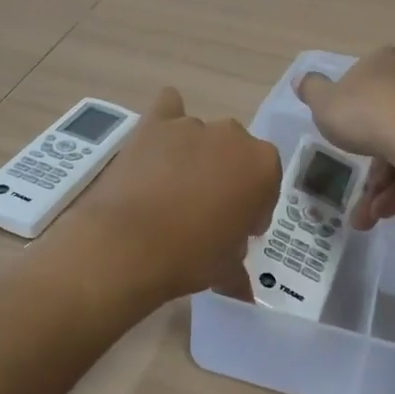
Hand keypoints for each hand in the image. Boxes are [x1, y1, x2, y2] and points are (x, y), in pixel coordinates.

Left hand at [69, 87, 280, 303]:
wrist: (127, 244)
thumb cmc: (189, 257)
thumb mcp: (225, 269)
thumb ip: (238, 267)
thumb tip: (241, 286)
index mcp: (262, 166)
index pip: (267, 183)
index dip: (254, 208)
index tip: (239, 230)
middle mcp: (232, 136)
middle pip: (237, 154)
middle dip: (227, 178)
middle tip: (207, 212)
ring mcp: (191, 125)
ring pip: (203, 136)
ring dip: (196, 156)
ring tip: (174, 188)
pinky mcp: (153, 123)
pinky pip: (168, 107)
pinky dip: (166, 121)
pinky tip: (157, 144)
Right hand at [294, 47, 394, 230]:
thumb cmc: (367, 114)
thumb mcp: (324, 103)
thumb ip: (312, 90)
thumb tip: (302, 78)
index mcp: (385, 63)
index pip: (368, 77)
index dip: (354, 104)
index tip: (344, 132)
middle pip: (387, 120)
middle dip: (369, 164)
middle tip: (356, 193)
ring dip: (385, 186)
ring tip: (369, 216)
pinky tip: (390, 211)